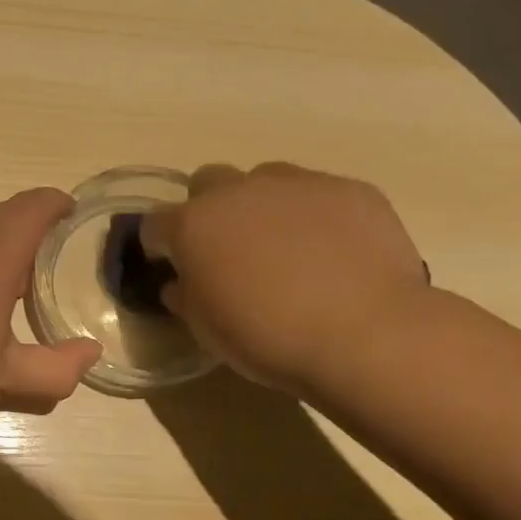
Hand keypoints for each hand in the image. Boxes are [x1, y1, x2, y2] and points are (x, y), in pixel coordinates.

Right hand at [140, 163, 430, 397]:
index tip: (173, 269)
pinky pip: (318, 195)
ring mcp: (297, 183)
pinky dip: (314, 217)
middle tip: (228, 252)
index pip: (155, 223)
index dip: (160, 247)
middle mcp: (239, 191)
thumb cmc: (268, 338)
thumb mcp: (208, 330)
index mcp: (194, 225)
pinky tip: (334, 254)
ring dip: (262, 208)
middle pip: (207, 183)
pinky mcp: (349, 189)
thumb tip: (181, 283)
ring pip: (265, 182)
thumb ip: (186, 297)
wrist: (365, 333)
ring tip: (287, 250)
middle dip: (209, 211)